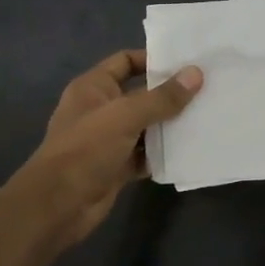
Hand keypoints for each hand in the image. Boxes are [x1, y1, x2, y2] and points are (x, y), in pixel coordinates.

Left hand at [9, 50, 202, 250]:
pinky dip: (163, 153)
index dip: (153, 60)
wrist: (58, 206)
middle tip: (207, 89)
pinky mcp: (117, 166)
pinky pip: (145, 154)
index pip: (126, 61)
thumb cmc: (86, 149)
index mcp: (93, 87)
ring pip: (146, 126)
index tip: (187, 63)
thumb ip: (162, 97)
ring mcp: (108, 140)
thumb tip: (196, 73)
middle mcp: (101, 109)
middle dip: (170, 94)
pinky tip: (190, 149)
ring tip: (206, 116)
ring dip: (170, 125)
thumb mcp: (125, 116)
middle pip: (141, 94)